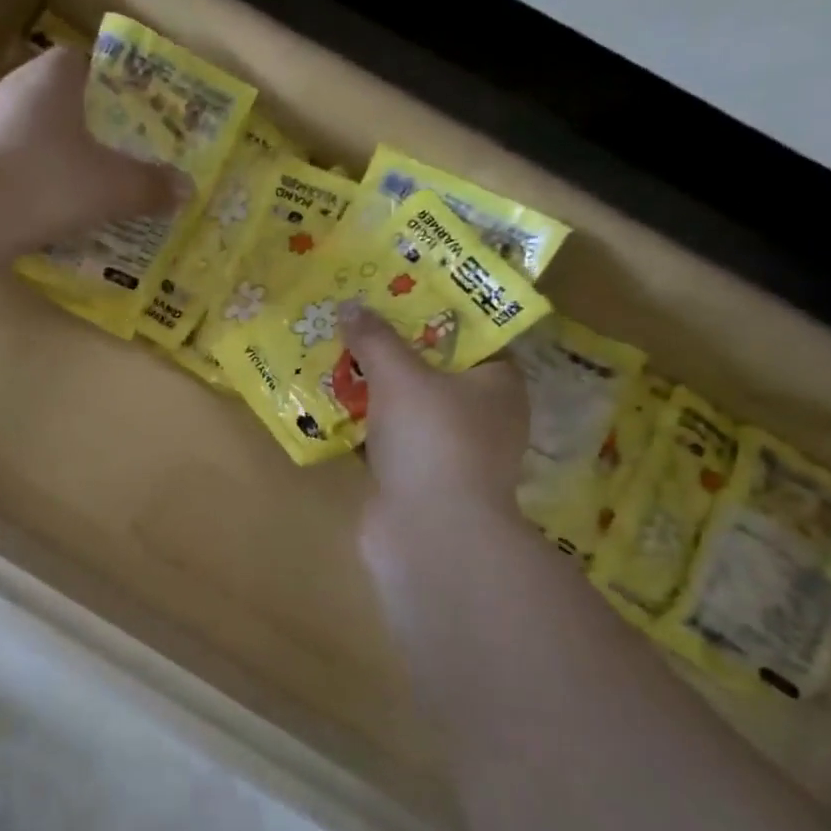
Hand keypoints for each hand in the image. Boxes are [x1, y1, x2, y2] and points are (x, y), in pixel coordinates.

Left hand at [0, 47, 185, 244]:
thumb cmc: (50, 182)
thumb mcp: (114, 187)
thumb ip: (151, 186)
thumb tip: (186, 190)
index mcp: (52, 76)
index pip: (84, 62)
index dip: (111, 86)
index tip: (131, 117)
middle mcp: (14, 88)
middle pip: (60, 101)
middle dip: (88, 128)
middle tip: (118, 157)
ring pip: (33, 135)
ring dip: (58, 158)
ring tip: (88, 189)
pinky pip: (12, 165)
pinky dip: (32, 183)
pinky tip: (50, 212)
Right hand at [343, 309, 534, 602]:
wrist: (429, 532)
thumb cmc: (432, 439)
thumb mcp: (400, 376)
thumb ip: (376, 338)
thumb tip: (350, 304)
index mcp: (498, 385)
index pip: (472, 338)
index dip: (434, 316)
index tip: (395, 298)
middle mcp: (482, 417)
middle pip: (434, 372)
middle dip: (395, 352)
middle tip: (357, 324)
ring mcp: (451, 452)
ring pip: (409, 408)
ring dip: (376, 390)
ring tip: (336, 357)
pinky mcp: (421, 480)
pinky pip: (391, 440)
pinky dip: (367, 427)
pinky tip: (333, 407)